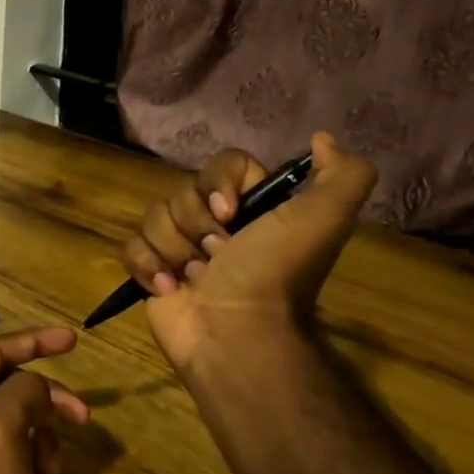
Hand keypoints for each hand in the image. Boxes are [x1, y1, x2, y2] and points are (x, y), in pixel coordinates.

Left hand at [0, 327, 89, 473]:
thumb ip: (21, 390)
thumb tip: (38, 389)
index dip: (35, 340)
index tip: (75, 339)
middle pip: (13, 384)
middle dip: (48, 398)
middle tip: (83, 417)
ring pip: (23, 417)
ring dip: (45, 435)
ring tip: (50, 466)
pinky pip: (23, 449)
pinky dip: (39, 459)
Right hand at [123, 132, 377, 373]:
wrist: (237, 335)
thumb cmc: (275, 273)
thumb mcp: (324, 219)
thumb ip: (343, 174)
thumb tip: (321, 138)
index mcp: (254, 207)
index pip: (223, 164)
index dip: (220, 183)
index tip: (230, 212)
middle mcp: (217, 224)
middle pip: (183, 191)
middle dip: (196, 223)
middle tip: (218, 255)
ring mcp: (181, 249)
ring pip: (154, 217)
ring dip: (174, 249)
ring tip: (196, 279)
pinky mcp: (152, 273)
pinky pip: (131, 248)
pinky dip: (147, 266)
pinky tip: (168, 288)